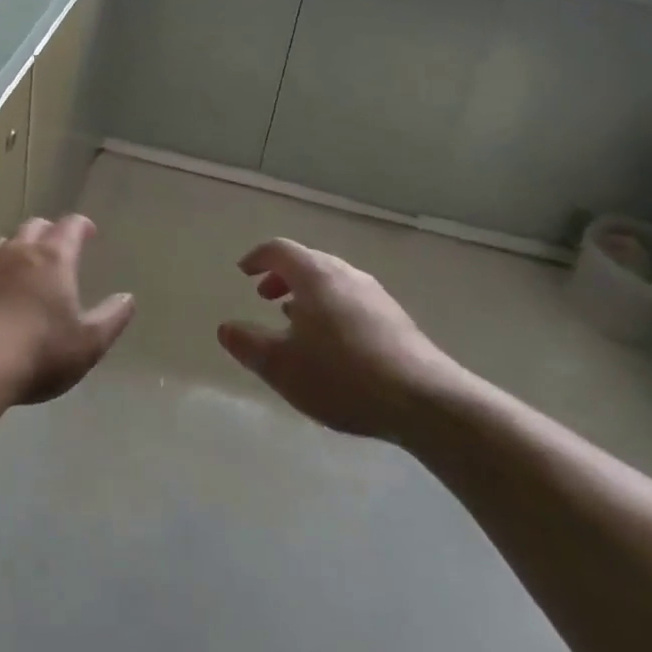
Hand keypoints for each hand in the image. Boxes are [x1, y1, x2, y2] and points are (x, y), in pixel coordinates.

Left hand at [0, 216, 135, 405]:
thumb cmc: (38, 352)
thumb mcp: (88, 343)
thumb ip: (111, 318)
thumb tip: (127, 298)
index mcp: (52, 259)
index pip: (70, 227)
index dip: (81, 226)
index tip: (88, 232)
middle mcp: (17, 253)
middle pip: (33, 227)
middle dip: (48, 232)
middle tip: (56, 247)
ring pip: (1, 244)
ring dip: (15, 249)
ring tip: (21, 266)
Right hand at [217, 238, 464, 441]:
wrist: (426, 401)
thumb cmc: (343, 376)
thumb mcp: (282, 366)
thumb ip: (248, 345)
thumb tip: (226, 328)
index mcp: (315, 276)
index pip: (279, 250)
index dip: (257, 258)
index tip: (243, 272)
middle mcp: (346, 275)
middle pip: (308, 261)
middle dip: (282, 276)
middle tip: (264, 296)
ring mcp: (375, 295)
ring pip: (332, 282)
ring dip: (307, 294)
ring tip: (294, 320)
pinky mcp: (396, 319)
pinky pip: (352, 300)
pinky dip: (330, 308)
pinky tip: (331, 343)